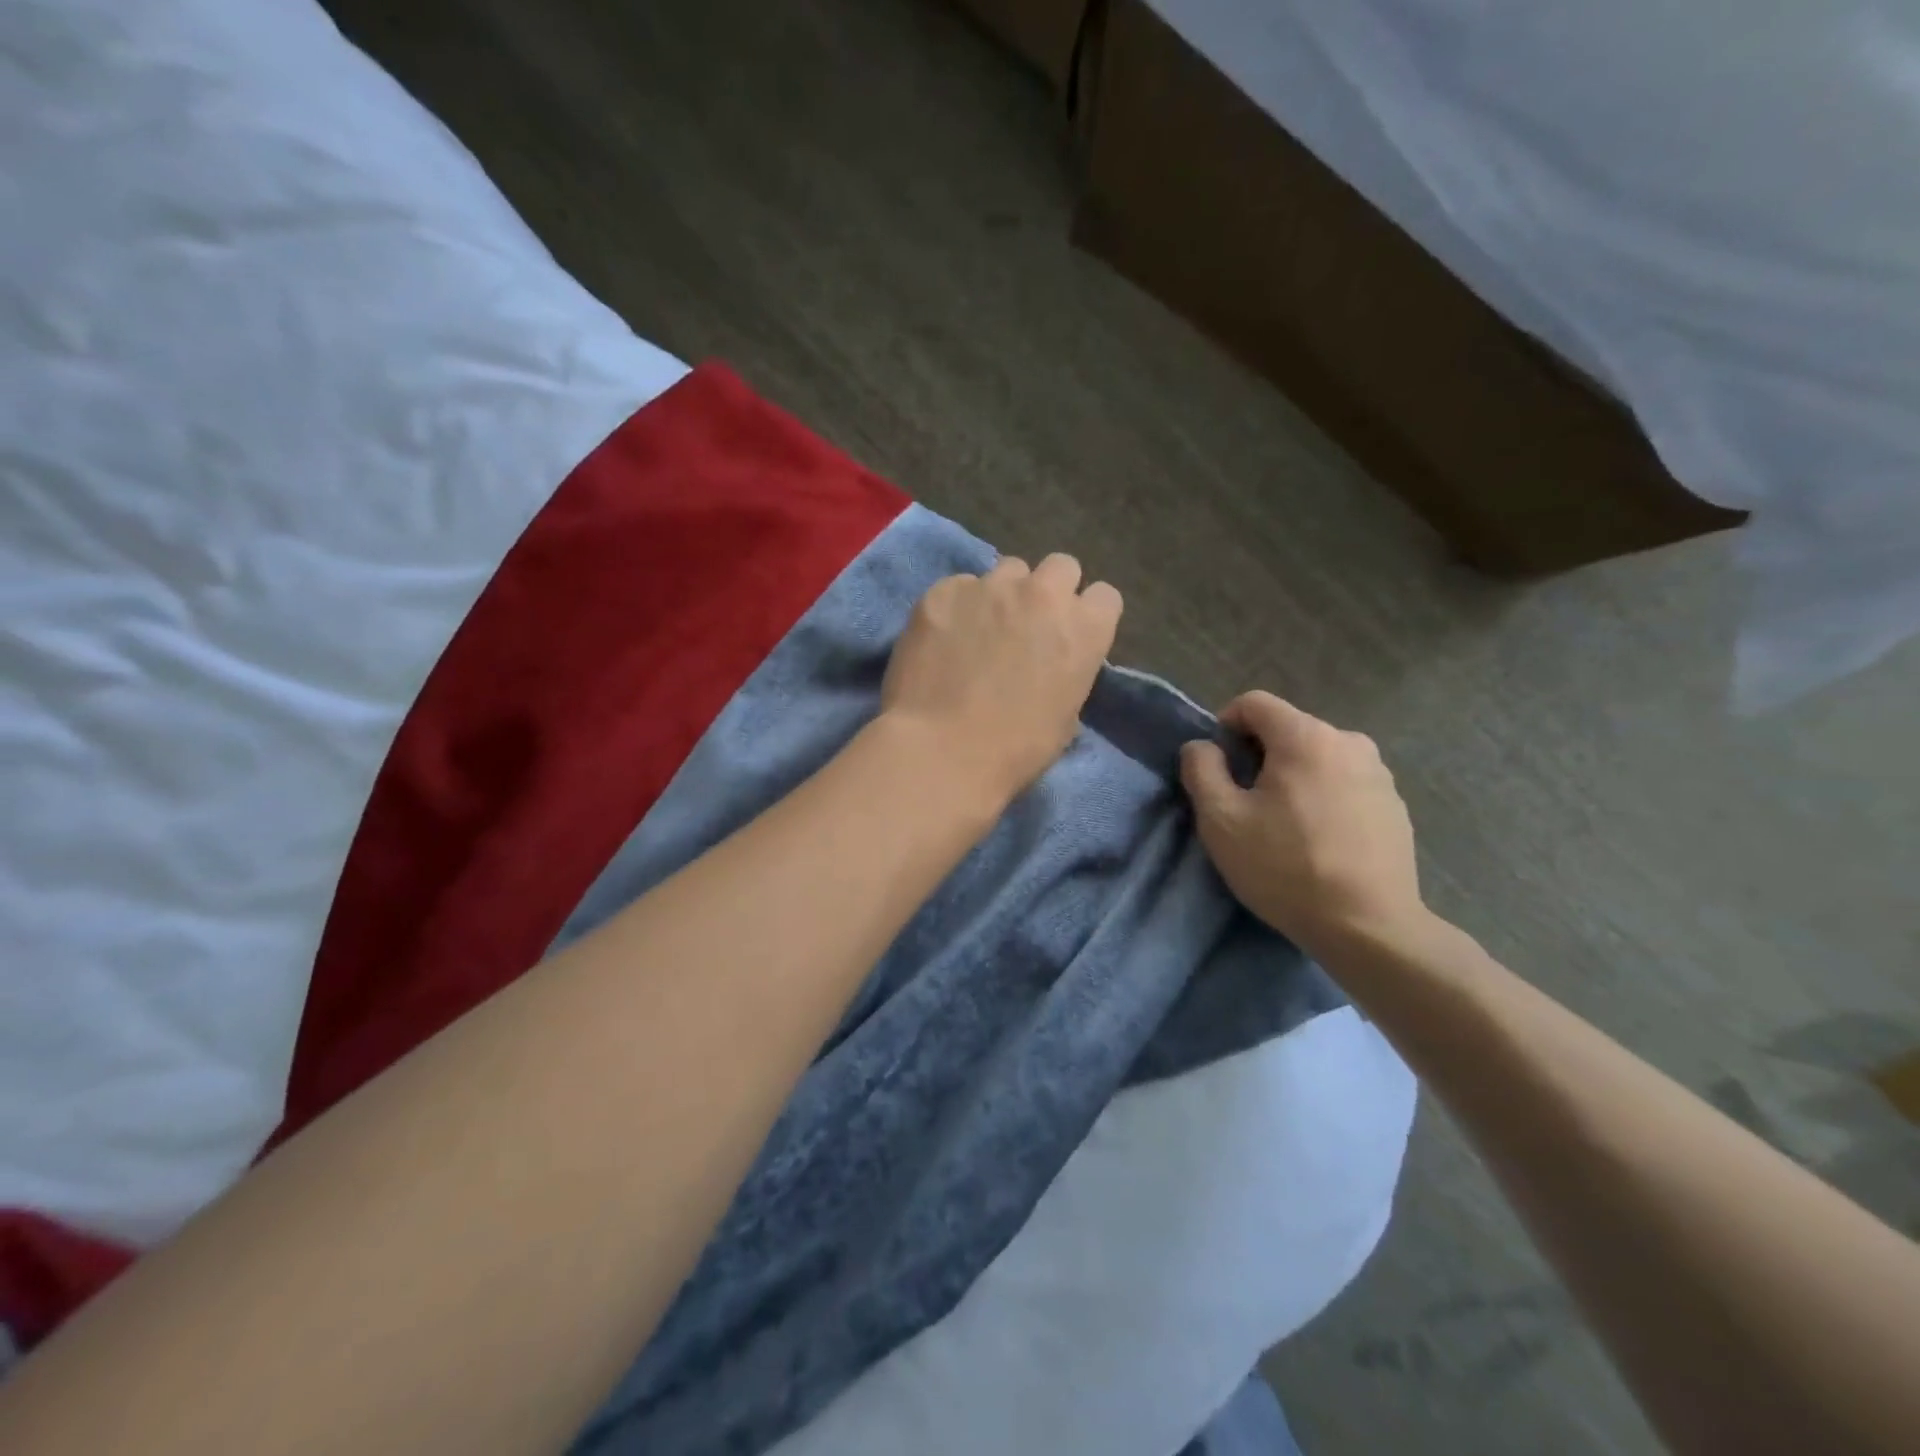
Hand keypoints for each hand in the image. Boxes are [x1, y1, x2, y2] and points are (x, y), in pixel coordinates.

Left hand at [882, 554, 1122, 803]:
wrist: (941, 752)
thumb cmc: (1014, 751)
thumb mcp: (1065, 717)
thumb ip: (1068, 671)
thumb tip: (1052, 664)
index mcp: (1084, 628)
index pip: (1104, 596)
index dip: (1087, 615)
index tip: (1070, 635)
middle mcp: (1043, 593)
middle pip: (1060, 566)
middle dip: (1049, 590)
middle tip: (1028, 624)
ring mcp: (990, 587)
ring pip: (1007, 570)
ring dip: (1003, 594)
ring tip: (980, 629)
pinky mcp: (942, 592)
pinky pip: (959, 587)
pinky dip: (957, 607)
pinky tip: (941, 640)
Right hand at [1180, 691, 1425, 957]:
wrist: (1368, 926)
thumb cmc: (1285, 867)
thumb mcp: (1221, 819)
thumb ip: (1201, 769)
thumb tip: (1203, 747)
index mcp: (1305, 737)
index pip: (1254, 703)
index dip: (1225, 725)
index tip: (1217, 767)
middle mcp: (1349, 741)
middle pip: (1288, 730)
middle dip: (1259, 755)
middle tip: (1245, 803)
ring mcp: (1379, 773)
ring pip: (1318, 758)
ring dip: (1293, 777)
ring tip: (1283, 825)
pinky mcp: (1396, 806)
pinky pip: (1345, 784)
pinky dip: (1324, 797)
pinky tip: (1319, 840)